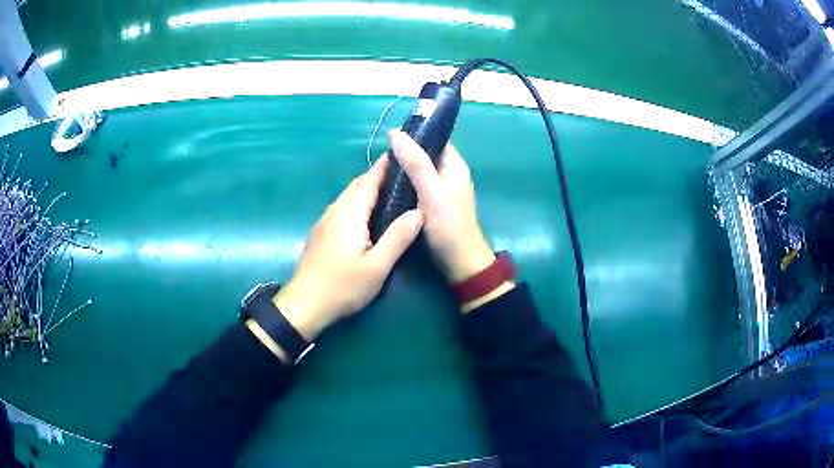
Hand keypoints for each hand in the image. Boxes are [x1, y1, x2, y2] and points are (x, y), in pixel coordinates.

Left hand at [274, 156, 423, 339]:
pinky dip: (356, 202)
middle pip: (356, 185)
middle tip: (401, 175)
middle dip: (376, 175)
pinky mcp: (320, 233)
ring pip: (347, 196)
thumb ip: (397, 237)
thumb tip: (418, 211)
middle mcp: (335, 211)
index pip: (369, 180)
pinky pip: (341, 208)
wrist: (305, 303)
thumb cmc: (343, 286)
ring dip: (365, 189)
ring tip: (387, 192)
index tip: (401, 154)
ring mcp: (324, 222)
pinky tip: (365, 215)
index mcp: (350, 214)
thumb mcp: (377, 266)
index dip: (384, 166)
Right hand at [388, 130, 494, 282]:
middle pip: (425, 154)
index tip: (390, 137)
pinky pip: (417, 186)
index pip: (435, 138)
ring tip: (380, 170)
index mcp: (454, 165)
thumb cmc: (447, 223)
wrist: (458, 260)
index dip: (415, 134)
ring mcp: (442, 189)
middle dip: (405, 153)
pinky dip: (405, 184)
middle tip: (380, 157)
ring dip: (403, 169)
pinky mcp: (434, 203)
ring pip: (420, 171)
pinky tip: (389, 188)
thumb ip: (415, 163)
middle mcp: (449, 173)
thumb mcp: (430, 190)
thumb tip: (396, 134)